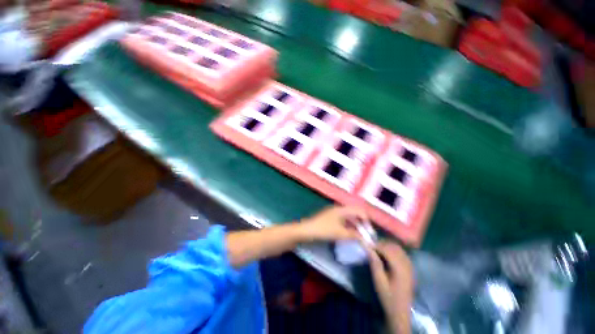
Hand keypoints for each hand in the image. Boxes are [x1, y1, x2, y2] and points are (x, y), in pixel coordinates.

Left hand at [298, 205, 366, 241]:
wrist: (307, 231)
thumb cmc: (324, 230)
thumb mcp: (340, 233)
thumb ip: (354, 235)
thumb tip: (365, 239)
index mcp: (341, 209)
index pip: (358, 210)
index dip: (366, 219)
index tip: (369, 231)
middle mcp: (338, 209)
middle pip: (353, 213)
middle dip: (361, 223)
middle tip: (366, 234)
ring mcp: (333, 214)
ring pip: (348, 218)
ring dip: (355, 226)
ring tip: (359, 236)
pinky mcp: (330, 219)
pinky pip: (343, 221)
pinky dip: (348, 227)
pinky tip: (350, 235)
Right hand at [368, 242, 413, 333]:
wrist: (400, 311)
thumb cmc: (388, 296)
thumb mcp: (378, 280)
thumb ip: (374, 263)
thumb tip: (368, 248)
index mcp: (399, 267)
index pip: (387, 249)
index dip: (377, 245)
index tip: (367, 245)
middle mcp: (407, 264)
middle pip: (394, 247)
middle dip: (382, 244)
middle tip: (372, 247)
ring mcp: (410, 266)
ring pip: (399, 249)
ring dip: (388, 246)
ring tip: (378, 250)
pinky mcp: (410, 268)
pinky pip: (402, 253)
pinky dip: (394, 250)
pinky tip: (387, 255)